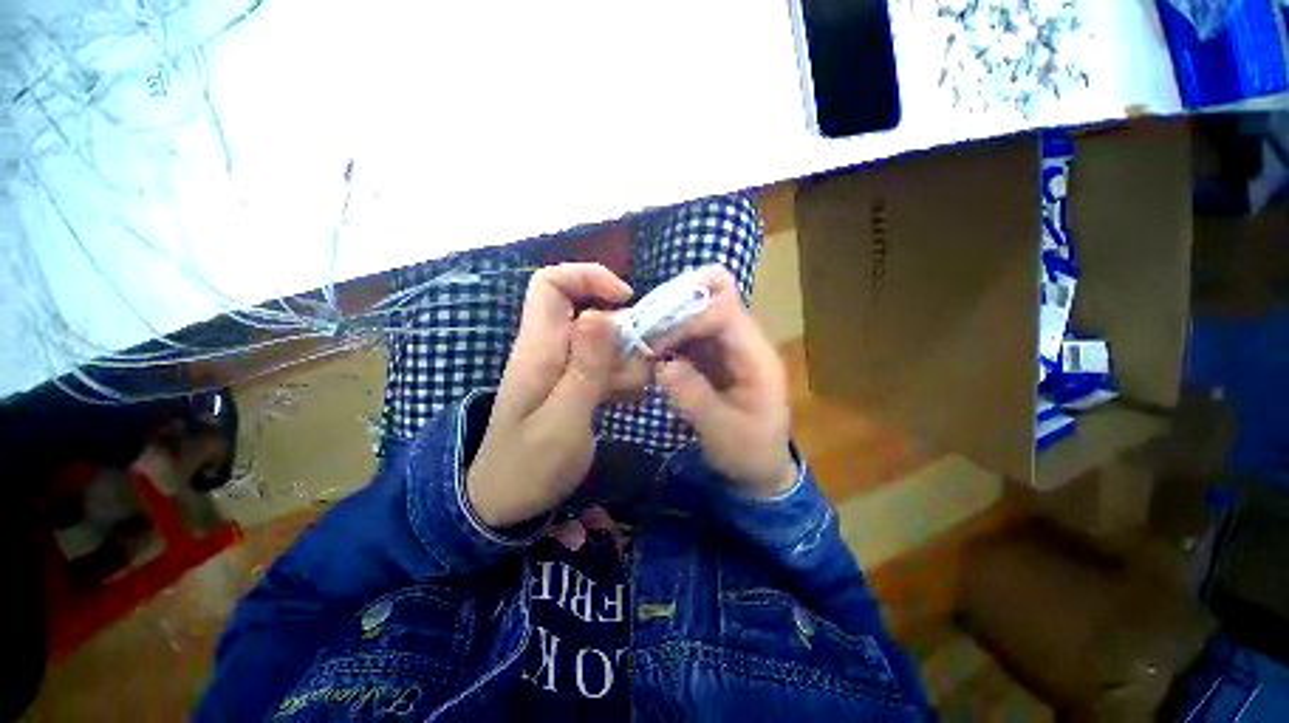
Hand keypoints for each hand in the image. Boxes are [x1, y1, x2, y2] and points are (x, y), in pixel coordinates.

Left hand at [467, 264, 644, 528]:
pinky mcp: (574, 384)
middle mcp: (551, 349)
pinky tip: (627, 401)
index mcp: (539, 348)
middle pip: (591, 313)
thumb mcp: (563, 420)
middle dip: (624, 333)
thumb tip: (602, 314)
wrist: (505, 504)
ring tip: (631, 395)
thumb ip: (585, 368)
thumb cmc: (528, 467)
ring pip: (606, 342)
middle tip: (640, 368)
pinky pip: (606, 366)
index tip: (626, 299)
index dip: (588, 277)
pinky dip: (623, 377)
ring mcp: (564, 368)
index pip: (551, 283)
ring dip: (627, 361)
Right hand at [655, 266, 796, 496]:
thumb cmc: (748, 451)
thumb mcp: (721, 431)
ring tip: (644, 337)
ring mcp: (730, 346)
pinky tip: (652, 349)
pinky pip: (692, 333)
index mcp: (757, 356)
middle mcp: (745, 341)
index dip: (688, 318)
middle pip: (715, 299)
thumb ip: (694, 396)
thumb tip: (664, 364)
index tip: (656, 343)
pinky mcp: (715, 355)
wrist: (760, 465)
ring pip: (701, 311)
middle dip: (678, 307)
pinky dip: (671, 335)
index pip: (725, 312)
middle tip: (646, 327)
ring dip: (671, 319)